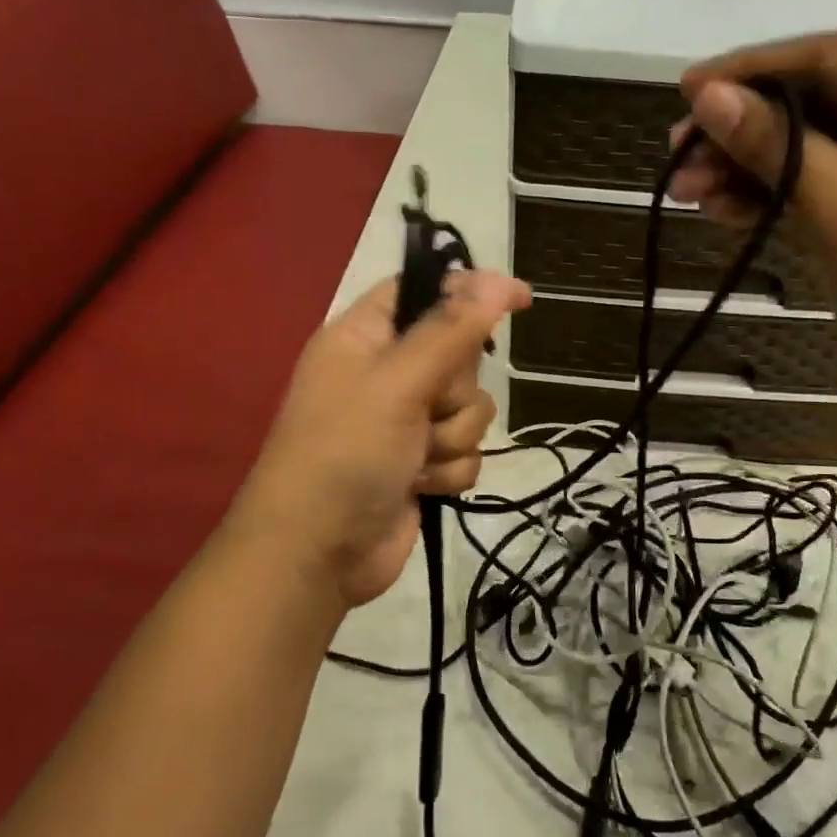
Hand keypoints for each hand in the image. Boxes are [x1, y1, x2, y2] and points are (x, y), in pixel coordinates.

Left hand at [233, 270, 531, 608]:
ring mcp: (406, 421)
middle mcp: (387, 372)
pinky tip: (421, 486)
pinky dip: (450, 470)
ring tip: (416, 458)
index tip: (518, 298)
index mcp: (365, 337)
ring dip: (452, 436)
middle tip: (427, 406)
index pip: (423, 290)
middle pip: (459, 354)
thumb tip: (499, 281)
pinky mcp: (423, 463)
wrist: (317, 554)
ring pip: (471, 407)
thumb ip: (452, 330)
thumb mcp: (397, 381)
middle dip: (454, 389)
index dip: (469, 289)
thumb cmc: (345, 452)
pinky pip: (466, 450)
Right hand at [671, 32, 836, 417]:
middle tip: (676, 156)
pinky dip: (773, 198)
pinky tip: (722, 211)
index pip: (829, 57)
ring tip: (687, 192)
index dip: (748, 72)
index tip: (682, 92)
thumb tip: (703, 95)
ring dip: (748, 170)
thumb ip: (769, 143)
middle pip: (815, 104)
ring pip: (811, 151)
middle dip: (741, 132)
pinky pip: (821, 188)